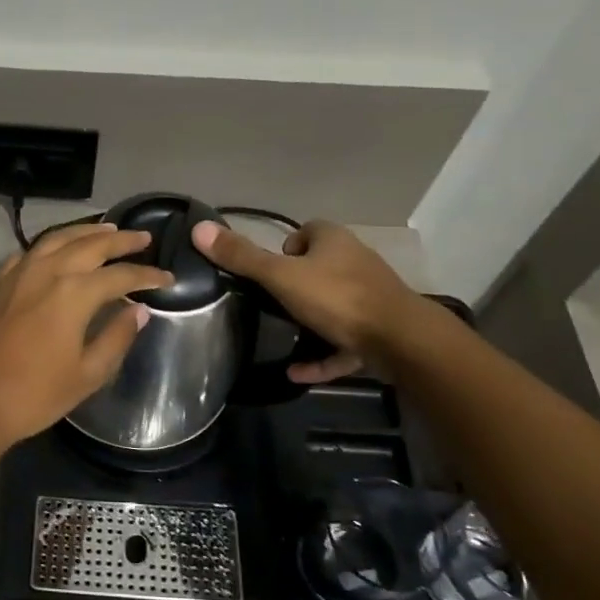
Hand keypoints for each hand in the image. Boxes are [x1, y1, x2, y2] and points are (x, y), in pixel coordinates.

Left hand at [0, 223, 172, 455]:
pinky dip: (52, 244)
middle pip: (90, 244)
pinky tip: (59, 249)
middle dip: (121, 239)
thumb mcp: (88, 373)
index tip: (168, 278)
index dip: (147, 275)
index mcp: (73, 293)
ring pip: (58, 239)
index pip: (120, 275)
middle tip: (143, 237)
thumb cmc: (36, 394)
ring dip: (86, 232)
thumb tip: (139, 311)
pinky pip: (30, 251)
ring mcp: (18, 274)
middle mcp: (47, 272)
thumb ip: (117, 337)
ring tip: (108, 229)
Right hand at [191, 218, 431, 382]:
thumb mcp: (280, 276)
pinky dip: (321, 355)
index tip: (267, 271)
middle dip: (296, 285)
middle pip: (319, 267)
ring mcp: (369, 298)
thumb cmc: (337, 298)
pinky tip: (296, 371)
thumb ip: (242, 257)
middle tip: (269, 304)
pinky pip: (341, 342)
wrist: (400, 340)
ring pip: (332, 306)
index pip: (306, 231)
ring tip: (281, 336)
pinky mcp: (377, 331)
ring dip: (309, 322)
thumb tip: (199, 229)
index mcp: (334, 241)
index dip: (285, 248)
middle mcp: (355, 263)